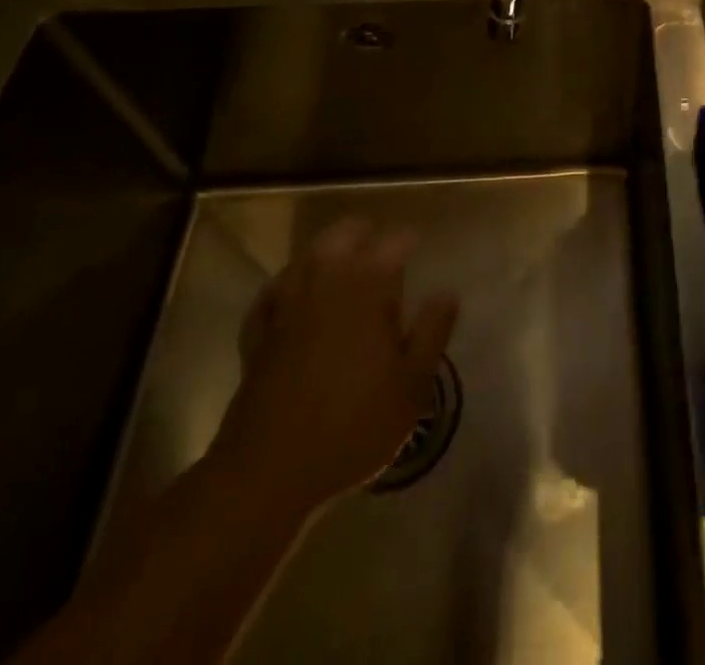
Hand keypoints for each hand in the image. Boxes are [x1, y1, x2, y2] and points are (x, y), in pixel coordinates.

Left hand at [210, 218, 458, 514]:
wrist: (270, 470)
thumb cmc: (354, 424)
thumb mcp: (412, 384)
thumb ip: (432, 331)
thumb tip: (447, 292)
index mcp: (369, 286)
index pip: (394, 241)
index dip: (408, 239)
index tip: (418, 245)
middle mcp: (326, 281)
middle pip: (343, 234)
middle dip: (363, 233)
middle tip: (379, 247)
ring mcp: (287, 304)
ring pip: (306, 256)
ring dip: (326, 253)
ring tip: (341, 266)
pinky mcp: (258, 332)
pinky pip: (272, 293)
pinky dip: (286, 286)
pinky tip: (293, 297)